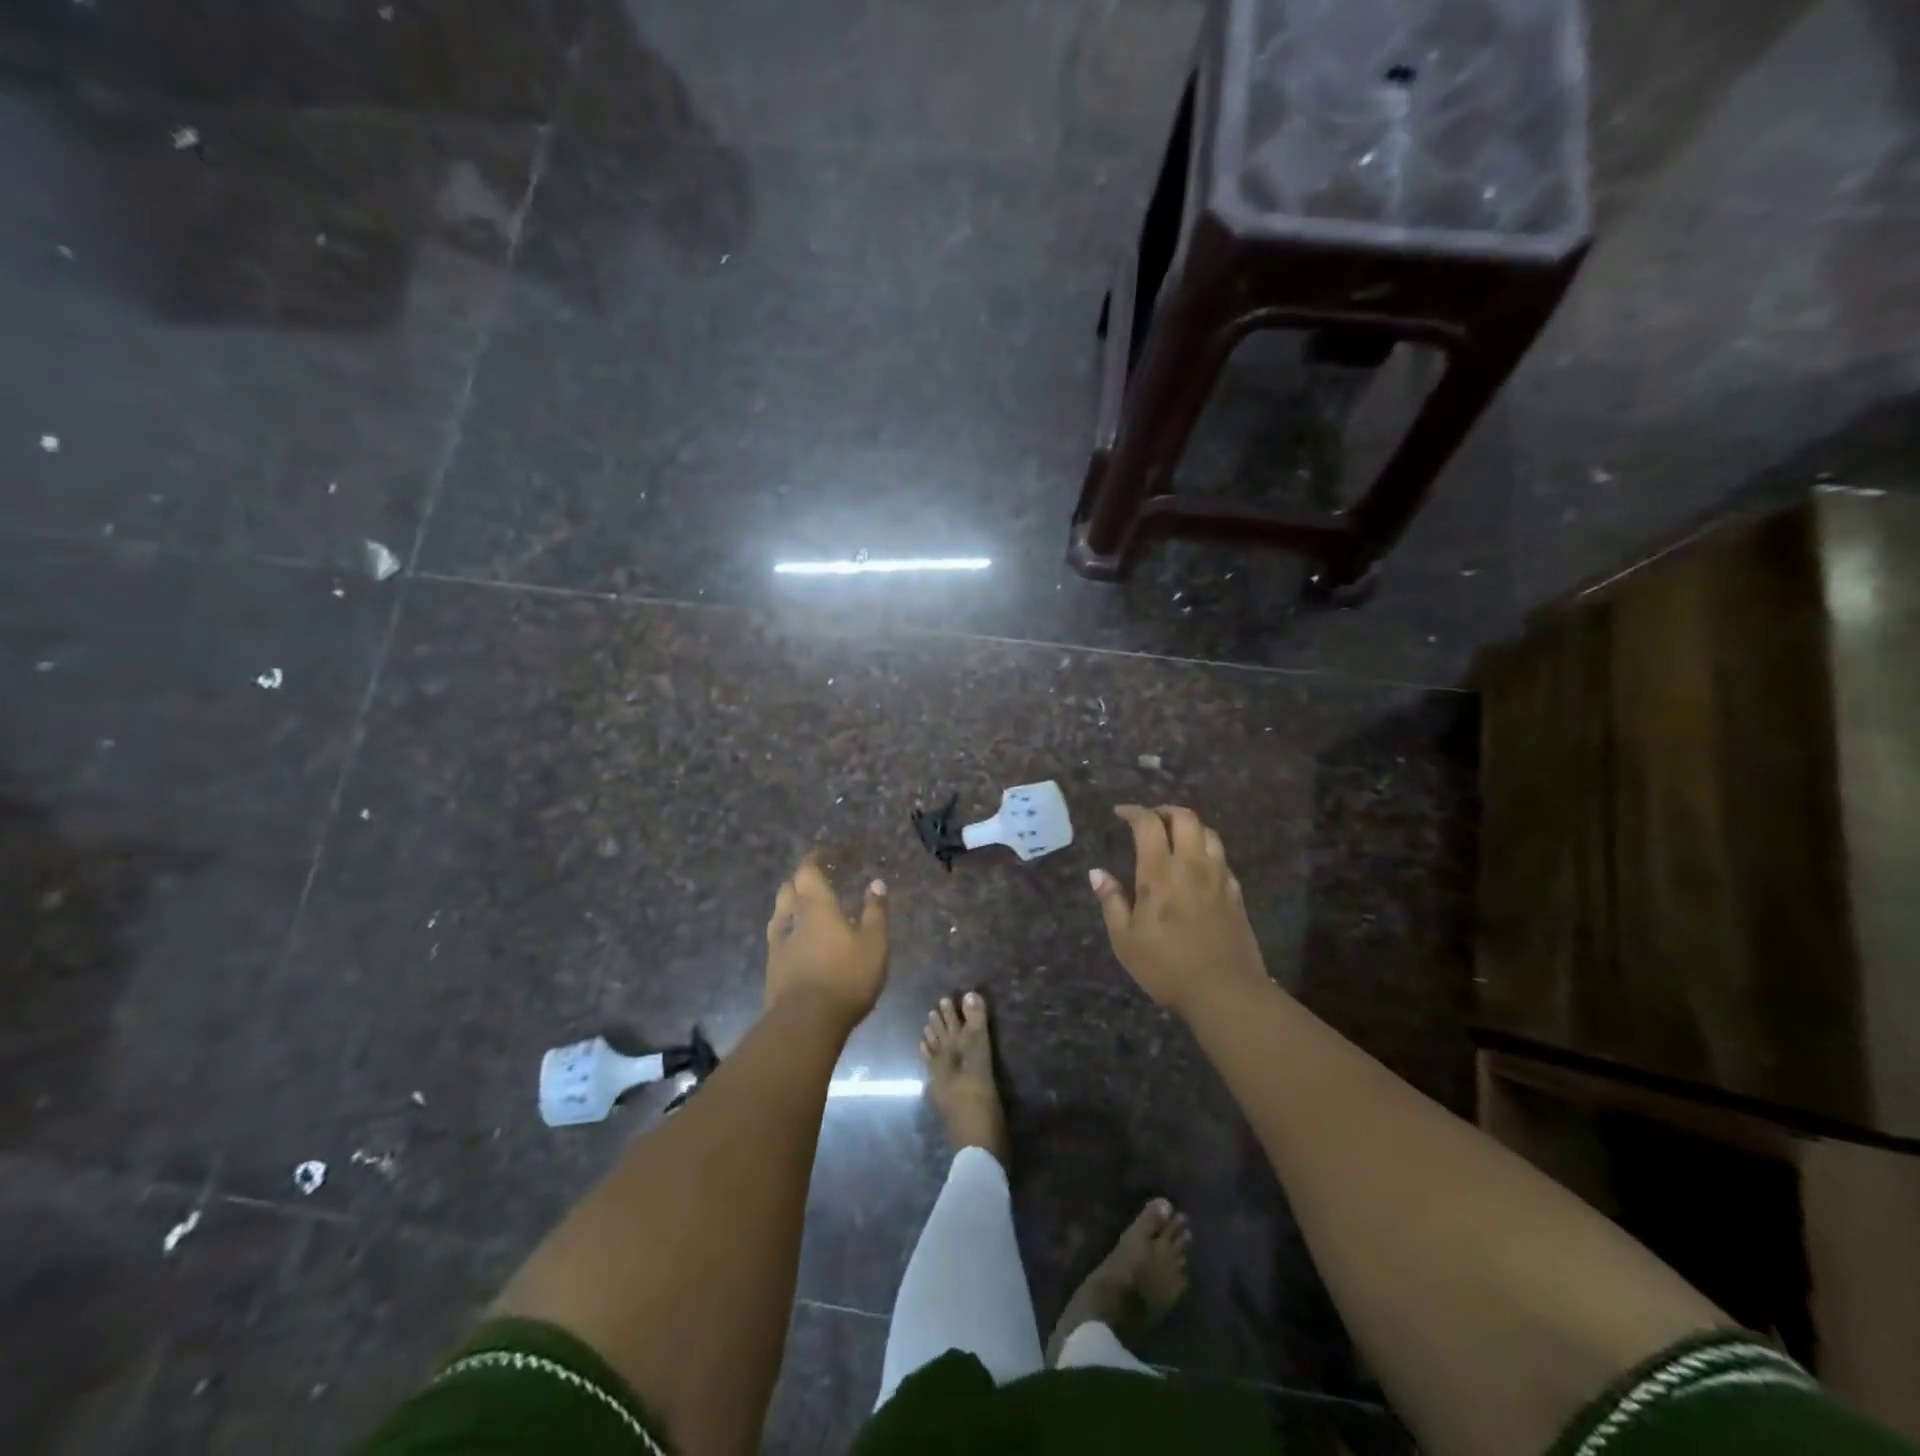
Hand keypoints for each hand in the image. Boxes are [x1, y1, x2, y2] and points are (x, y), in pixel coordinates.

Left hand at [765, 852, 889, 1027]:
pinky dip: (788, 932)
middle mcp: (791, 918)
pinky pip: (778, 939)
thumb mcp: (874, 944)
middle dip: (799, 882)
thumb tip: (876, 883)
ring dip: (790, 907)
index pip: (807, 872)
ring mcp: (777, 944)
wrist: (805, 1022)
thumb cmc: (846, 977)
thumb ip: (875, 912)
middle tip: (814, 883)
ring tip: (804, 911)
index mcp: (816, 906)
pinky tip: (799, 943)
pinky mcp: (772, 969)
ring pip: (779, 914)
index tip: (819, 855)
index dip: (812, 861)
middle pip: (788, 890)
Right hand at [1090, 805, 1267, 1017]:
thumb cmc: (1167, 967)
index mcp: (1160, 872)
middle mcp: (1192, 865)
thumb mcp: (1125, 940)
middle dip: (1165, 811)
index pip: (1148, 824)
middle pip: (1185, 817)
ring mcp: (1219, 877)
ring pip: (1208, 833)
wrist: (1226, 992)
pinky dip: (1206, 851)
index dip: (1133, 811)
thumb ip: (1111, 901)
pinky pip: (1221, 858)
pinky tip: (1197, 868)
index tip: (1121, 813)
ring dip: (1189, 827)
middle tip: (1150, 820)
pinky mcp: (1236, 893)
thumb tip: (1097, 873)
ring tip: (1175, 838)